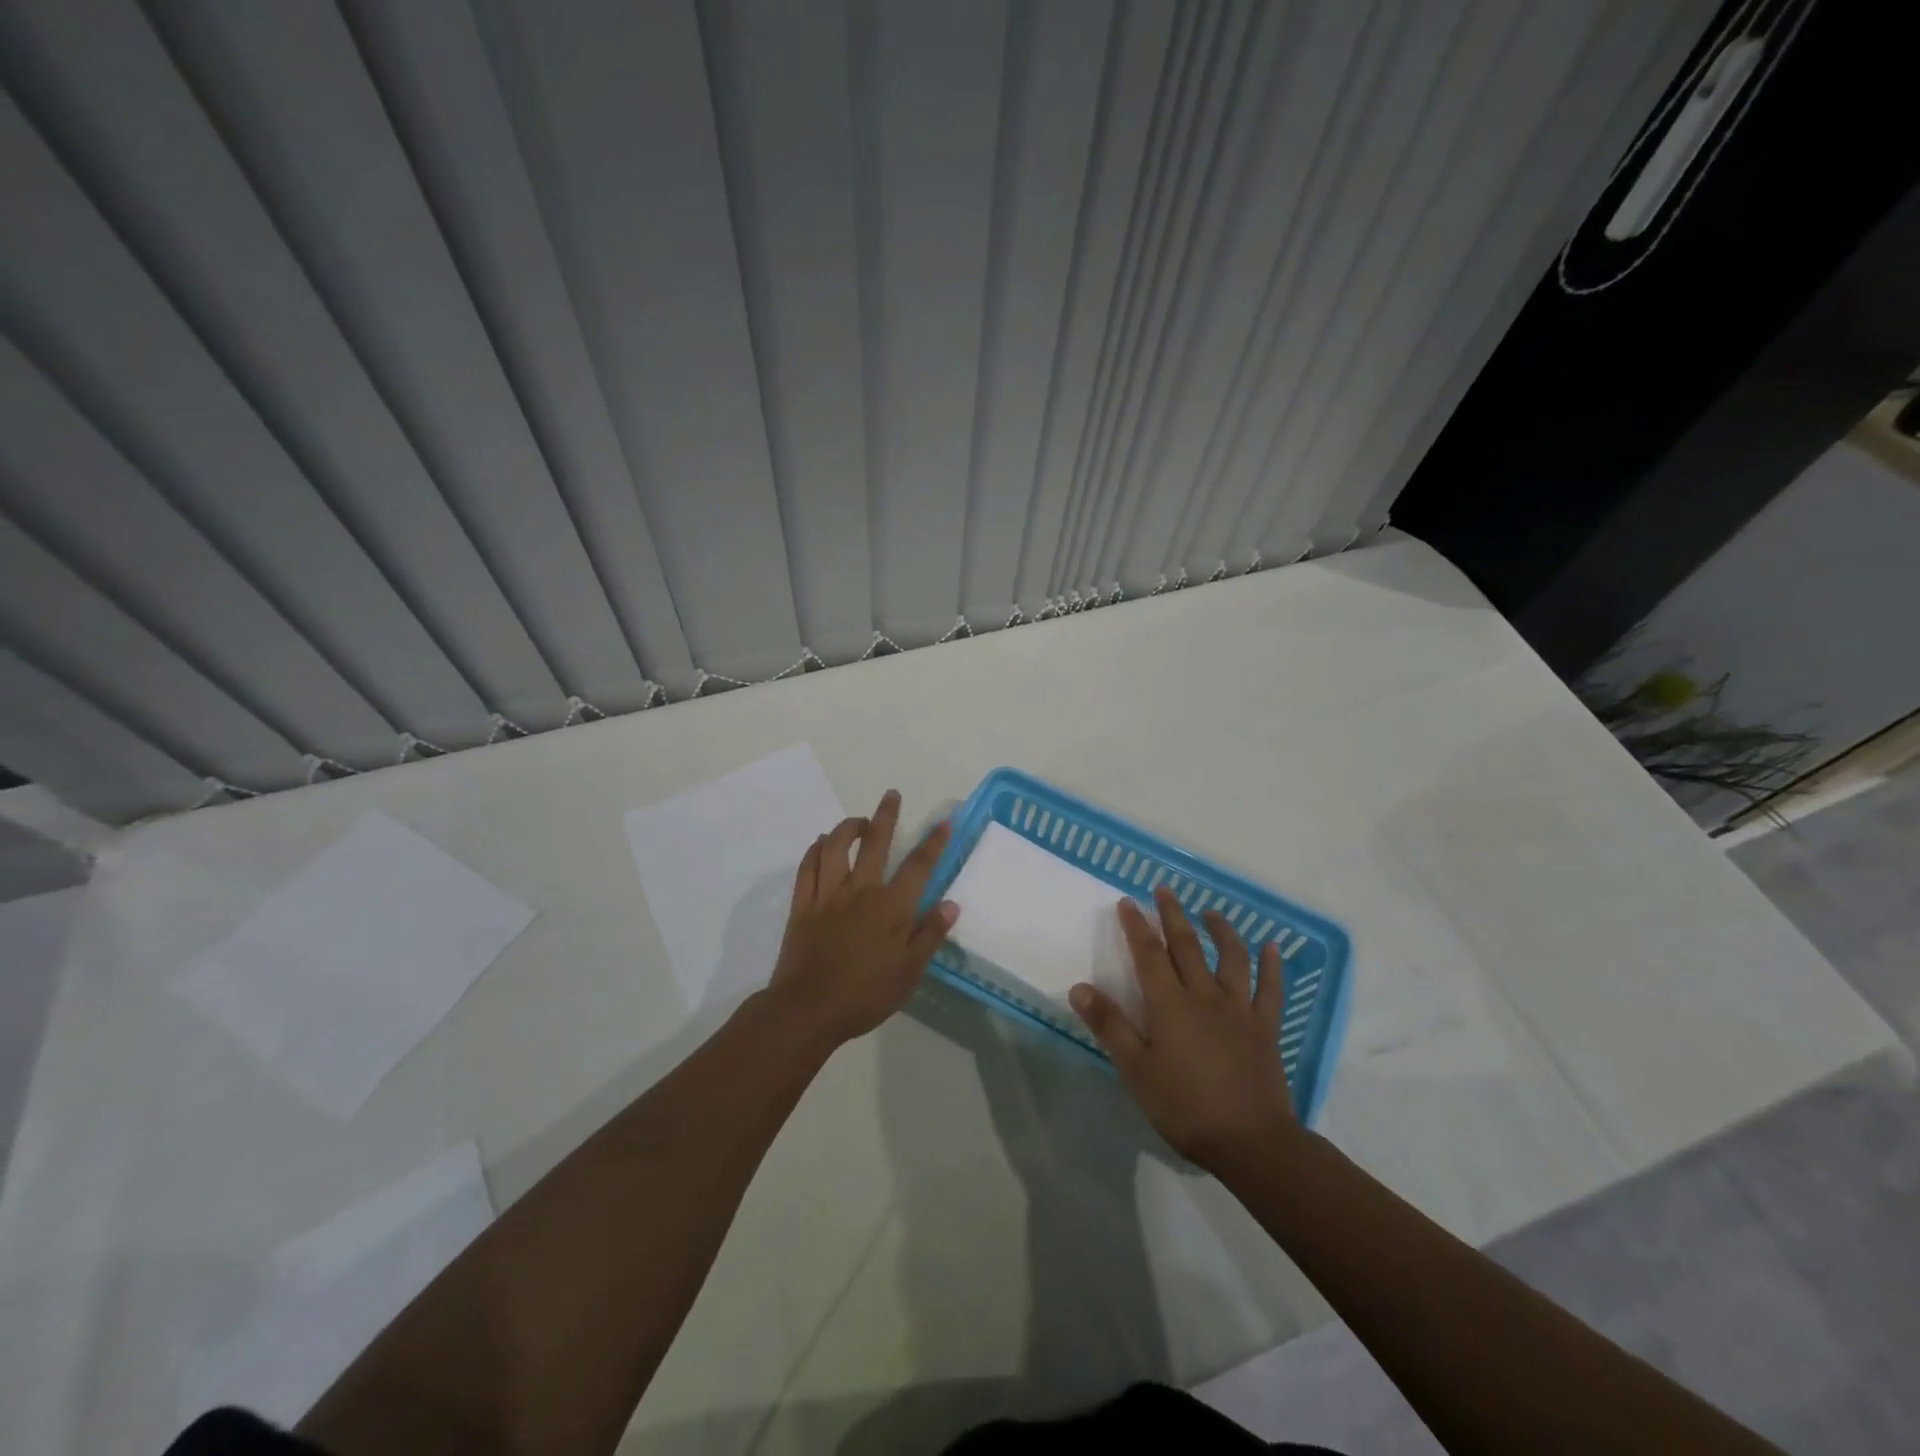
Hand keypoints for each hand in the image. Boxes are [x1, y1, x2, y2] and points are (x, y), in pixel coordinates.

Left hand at [768, 789, 956, 1047]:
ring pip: (835, 847)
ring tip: (858, 820)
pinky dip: (814, 850)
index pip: (918, 866)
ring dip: (847, 827)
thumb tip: (951, 904)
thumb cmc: (866, 995)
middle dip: (886, 816)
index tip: (944, 821)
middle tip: (891, 795)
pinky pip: (807, 867)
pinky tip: (820, 843)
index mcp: (891, 907)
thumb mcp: (909, 972)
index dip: (933, 842)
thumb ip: (930, 935)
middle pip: (875, 843)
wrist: (808, 1009)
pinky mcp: (802, 905)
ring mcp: (828, 895)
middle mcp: (860, 891)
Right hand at [1070, 887, 1297, 1171]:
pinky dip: (1272, 966)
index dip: (1136, 926)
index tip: (1127, 902)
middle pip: (1187, 946)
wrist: (1250, 1142)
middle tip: (1164, 890)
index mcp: (1169, 1004)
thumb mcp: (1135, 1070)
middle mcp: (1204, 996)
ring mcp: (1239, 1009)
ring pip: (1231, 958)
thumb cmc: (1185, 1106)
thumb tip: (1079, 987)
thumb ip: (1109, 1025)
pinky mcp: (1265, 1028)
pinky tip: (1272, 948)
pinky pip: (1270, 990)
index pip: (1148, 954)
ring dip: (1221, 930)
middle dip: (1173, 915)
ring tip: (1211, 913)